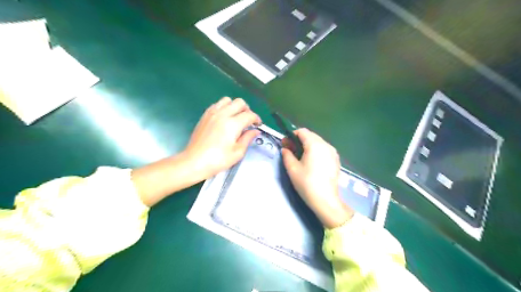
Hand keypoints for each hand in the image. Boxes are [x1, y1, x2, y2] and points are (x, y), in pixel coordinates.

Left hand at [130, 97, 260, 206]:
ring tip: (236, 117)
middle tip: (248, 121)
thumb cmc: (218, 160)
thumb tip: (255, 131)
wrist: (194, 161)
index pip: (249, 115)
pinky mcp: (205, 115)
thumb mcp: (237, 152)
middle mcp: (223, 114)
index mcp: (233, 124)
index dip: (256, 119)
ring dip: (235, 106)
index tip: (258, 125)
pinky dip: (224, 107)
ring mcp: (212, 113)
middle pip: (239, 102)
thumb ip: (248, 138)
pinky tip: (224, 118)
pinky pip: (217, 104)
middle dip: (247, 110)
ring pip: (227, 100)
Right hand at [281, 129, 353, 228]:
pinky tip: (311, 162)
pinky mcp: (336, 160)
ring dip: (307, 145)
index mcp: (315, 144)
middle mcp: (326, 145)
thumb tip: (285, 149)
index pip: (302, 132)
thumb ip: (287, 155)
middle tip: (290, 150)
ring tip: (300, 157)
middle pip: (310, 136)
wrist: (325, 200)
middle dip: (299, 140)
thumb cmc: (306, 183)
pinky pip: (324, 149)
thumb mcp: (292, 168)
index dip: (291, 136)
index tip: (285, 144)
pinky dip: (315, 151)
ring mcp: (333, 152)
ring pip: (317, 142)